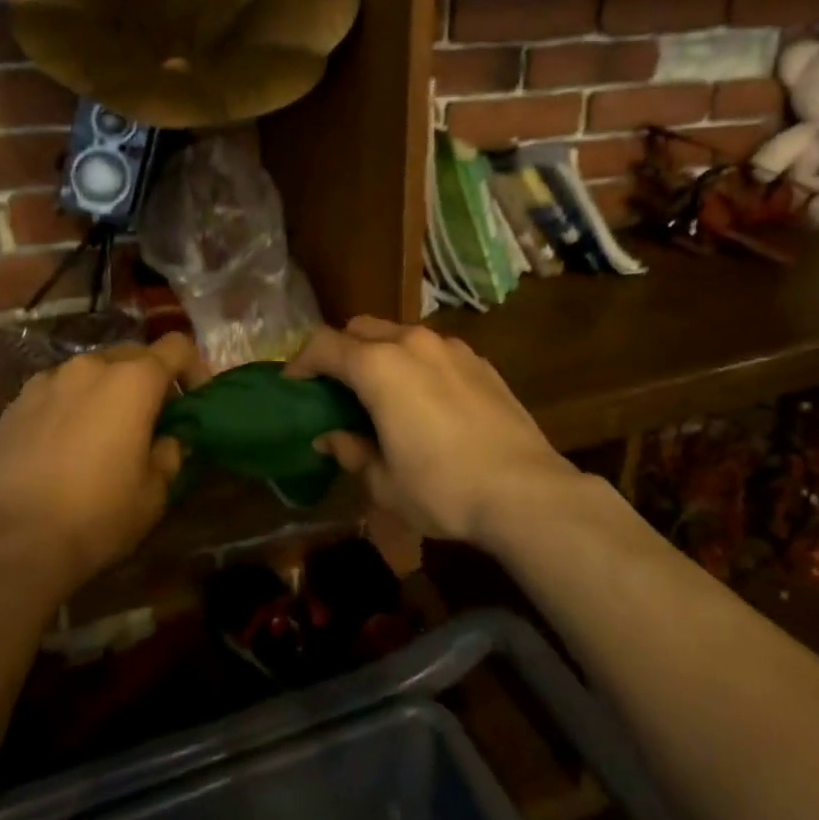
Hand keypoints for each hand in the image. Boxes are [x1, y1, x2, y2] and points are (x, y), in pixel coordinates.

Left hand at [0, 333, 204, 593]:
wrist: (11, 543)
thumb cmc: (97, 515)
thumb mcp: (154, 493)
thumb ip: (169, 454)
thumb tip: (167, 440)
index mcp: (133, 380)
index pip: (177, 347)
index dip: (194, 369)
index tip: (194, 401)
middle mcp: (90, 367)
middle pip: (133, 355)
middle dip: (148, 380)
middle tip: (151, 420)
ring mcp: (47, 382)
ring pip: (90, 372)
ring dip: (106, 391)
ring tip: (103, 432)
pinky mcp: (14, 405)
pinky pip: (56, 392)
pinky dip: (70, 406)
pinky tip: (63, 446)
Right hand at [286, 318, 580, 546]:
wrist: (525, 491)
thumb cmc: (443, 489)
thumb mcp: (385, 482)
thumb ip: (352, 451)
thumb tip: (331, 437)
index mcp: (379, 367)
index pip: (324, 345)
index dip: (301, 362)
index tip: (293, 384)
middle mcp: (413, 343)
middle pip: (361, 328)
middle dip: (341, 351)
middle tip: (336, 389)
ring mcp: (451, 348)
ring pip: (401, 335)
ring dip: (381, 355)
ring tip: (383, 394)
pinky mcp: (480, 362)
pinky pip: (434, 350)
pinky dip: (417, 364)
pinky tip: (426, 400)